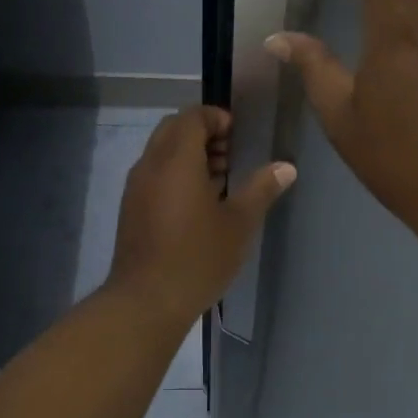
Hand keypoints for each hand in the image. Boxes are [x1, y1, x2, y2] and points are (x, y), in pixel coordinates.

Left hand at [103, 106, 295, 325]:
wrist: (147, 300)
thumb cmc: (198, 257)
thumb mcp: (239, 223)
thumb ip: (261, 189)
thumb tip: (286, 167)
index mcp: (176, 159)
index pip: (192, 116)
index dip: (216, 117)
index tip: (238, 135)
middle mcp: (151, 164)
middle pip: (173, 129)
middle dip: (203, 133)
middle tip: (231, 154)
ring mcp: (136, 187)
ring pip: (161, 152)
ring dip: (189, 154)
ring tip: (221, 178)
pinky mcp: (131, 208)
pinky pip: (154, 174)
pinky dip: (175, 173)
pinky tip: (199, 203)